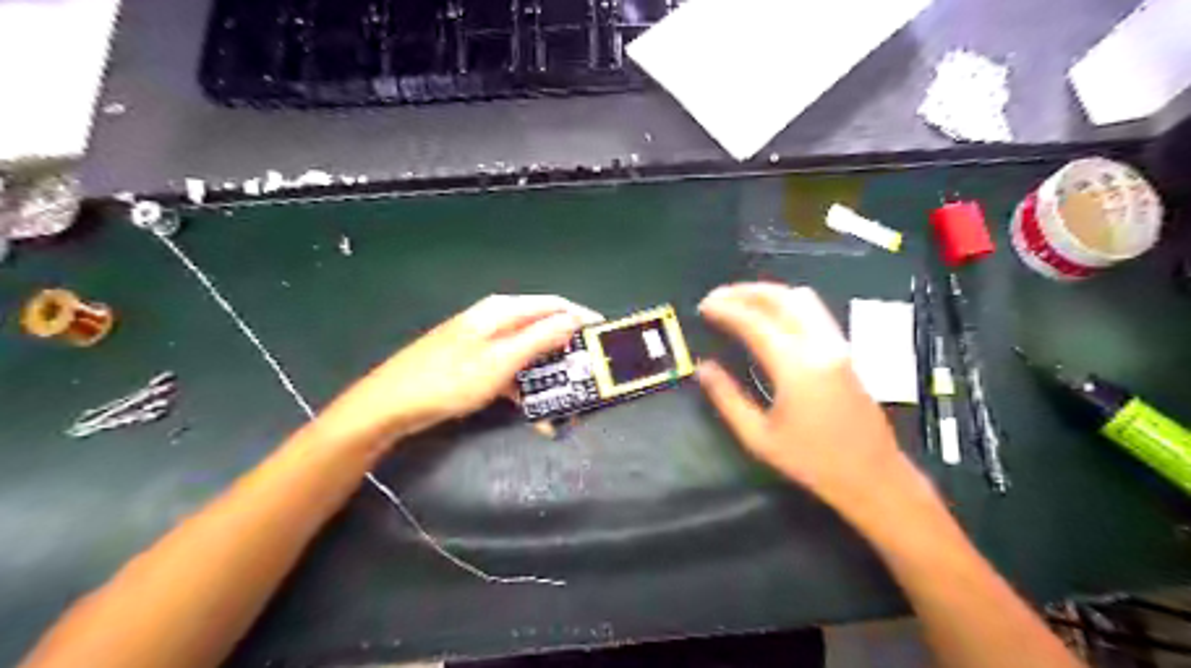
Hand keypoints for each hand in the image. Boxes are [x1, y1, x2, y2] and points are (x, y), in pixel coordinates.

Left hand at [316, 296, 600, 446]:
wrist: (392, 405)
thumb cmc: (450, 380)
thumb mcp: (502, 360)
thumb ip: (540, 338)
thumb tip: (574, 319)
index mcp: (503, 311)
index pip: (555, 305)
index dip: (583, 319)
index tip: (606, 339)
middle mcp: (497, 321)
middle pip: (544, 330)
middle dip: (568, 355)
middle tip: (590, 377)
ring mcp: (486, 343)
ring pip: (530, 355)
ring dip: (549, 378)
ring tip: (569, 403)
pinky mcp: (477, 365)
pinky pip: (512, 372)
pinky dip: (527, 390)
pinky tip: (538, 415)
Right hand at [700, 283, 918, 515]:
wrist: (873, 476)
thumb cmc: (812, 461)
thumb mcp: (759, 437)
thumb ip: (727, 398)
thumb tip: (703, 368)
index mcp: (796, 366)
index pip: (755, 322)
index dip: (726, 309)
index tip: (703, 306)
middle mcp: (820, 345)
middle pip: (781, 298)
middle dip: (745, 291)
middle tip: (717, 298)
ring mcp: (838, 344)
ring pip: (802, 299)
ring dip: (768, 293)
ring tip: (739, 302)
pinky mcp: (845, 350)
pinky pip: (813, 311)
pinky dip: (786, 304)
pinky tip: (769, 317)